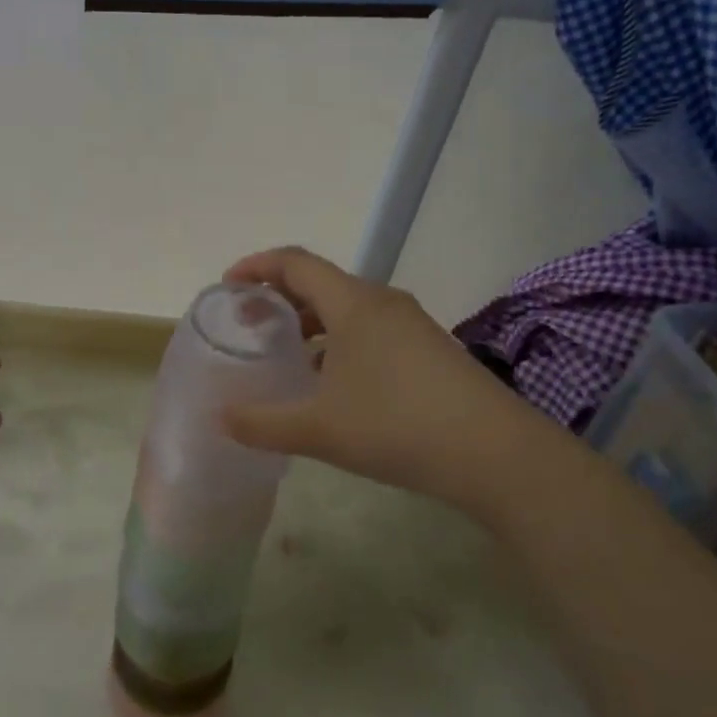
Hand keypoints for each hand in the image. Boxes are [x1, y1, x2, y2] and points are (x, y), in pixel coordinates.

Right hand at [220, 248, 537, 504]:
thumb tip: (220, 418)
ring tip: (286, 356)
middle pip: (320, 283)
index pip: (295, 263)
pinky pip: (371, 330)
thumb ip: (262, 423)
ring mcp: (411, 325)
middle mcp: (382, 302)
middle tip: (250, 325)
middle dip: (280, 298)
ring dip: (311, 323)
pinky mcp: (430, 349)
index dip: (257, 266)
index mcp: (353, 303)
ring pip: (348, 309)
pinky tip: (333, 384)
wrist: (497, 454)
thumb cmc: (398, 426)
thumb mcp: (319, 429)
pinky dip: (340, 342)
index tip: (228, 284)